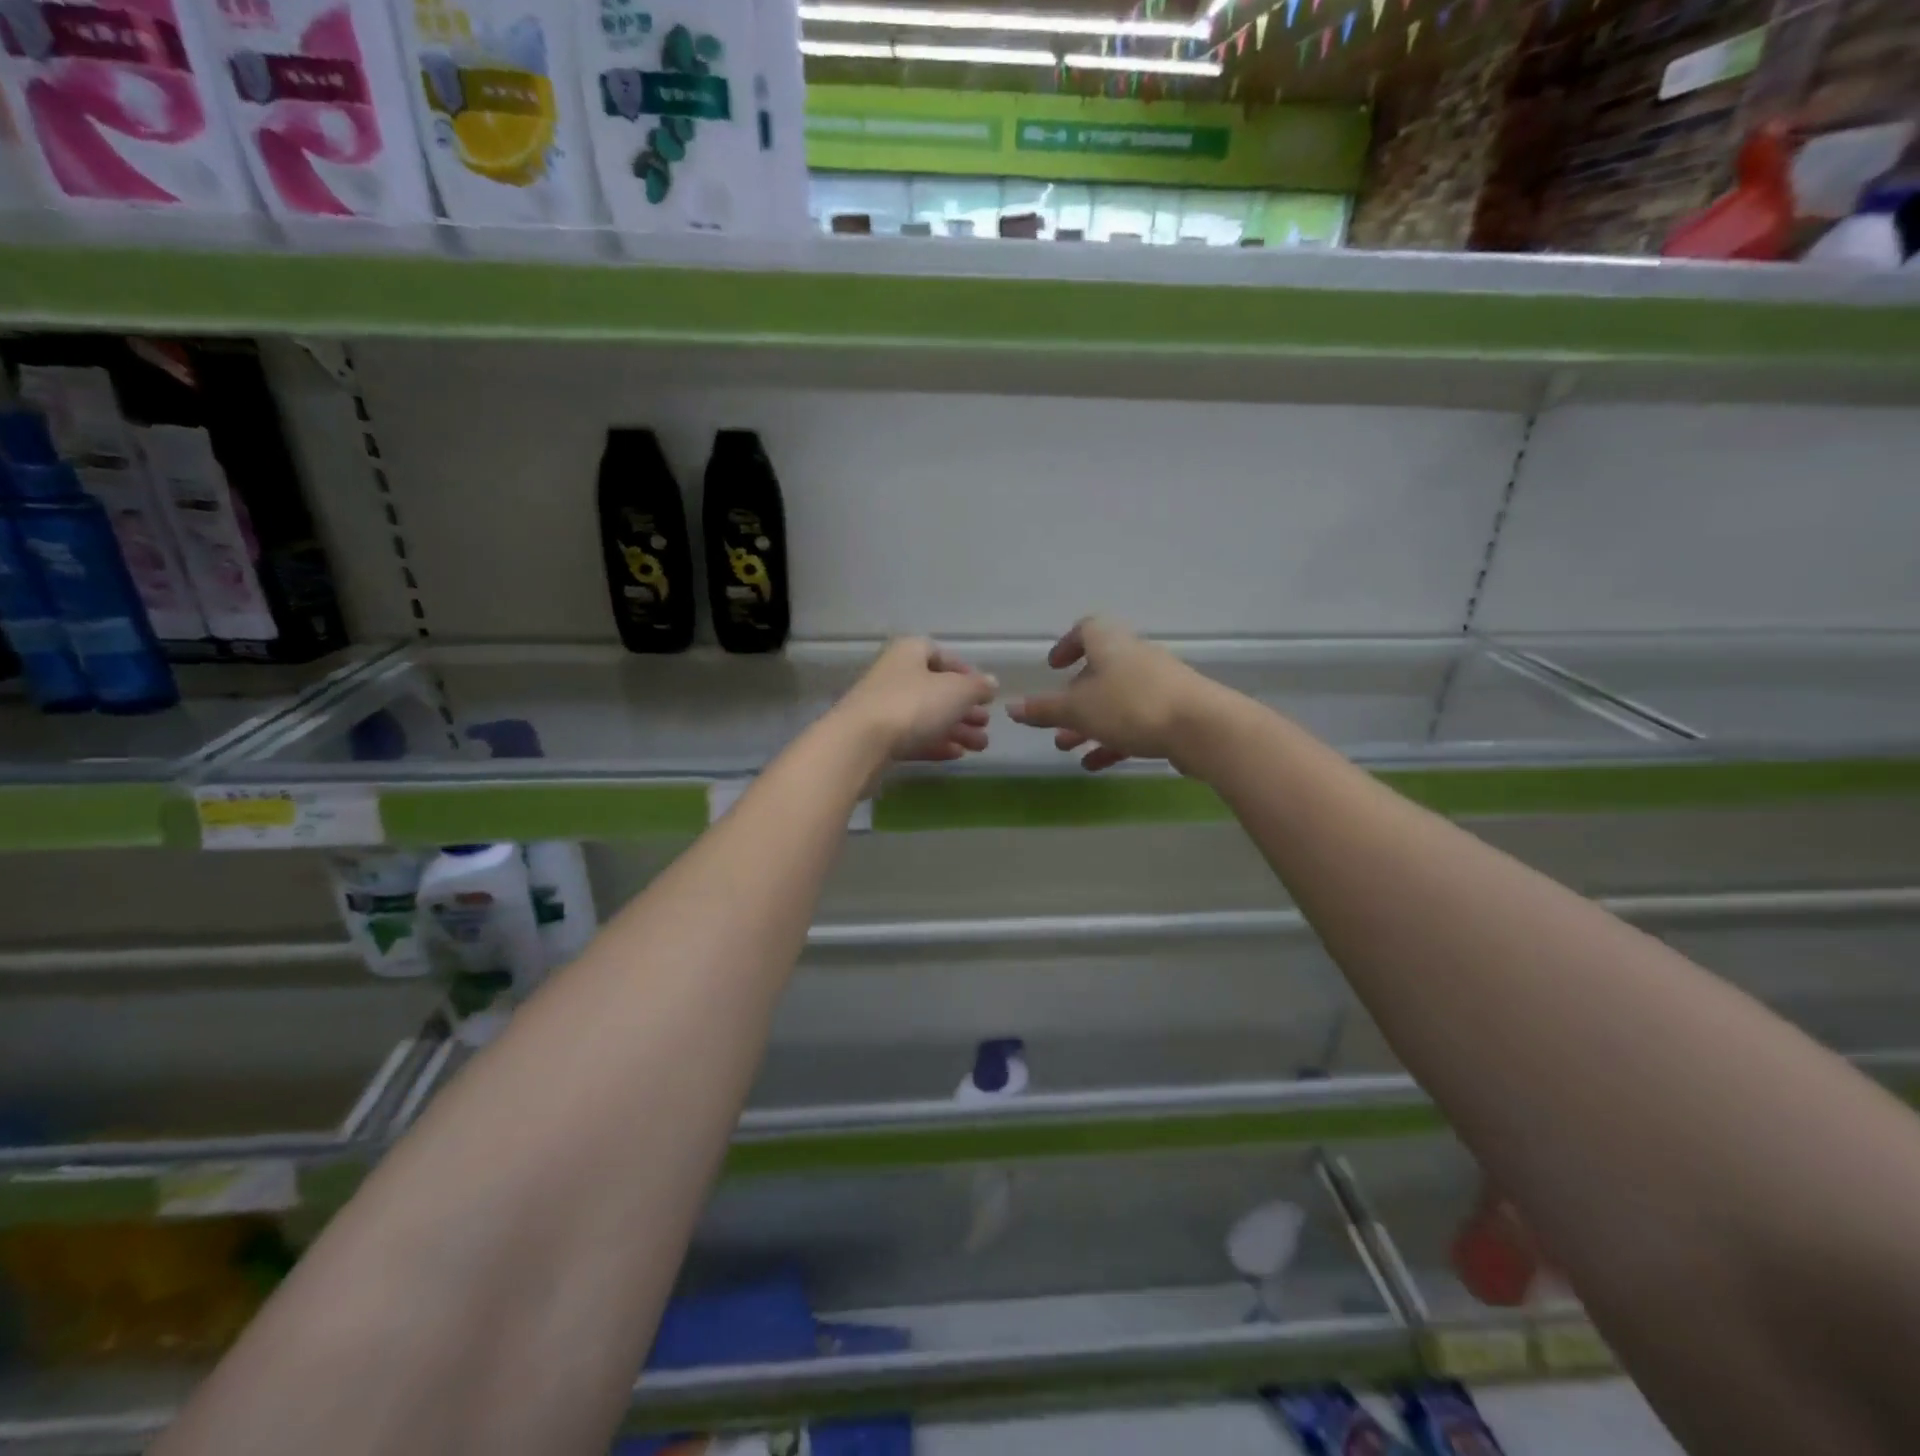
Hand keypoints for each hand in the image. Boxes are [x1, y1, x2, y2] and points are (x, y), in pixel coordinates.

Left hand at [834, 638, 996, 763]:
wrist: (860, 744)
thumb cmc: (912, 705)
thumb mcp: (956, 691)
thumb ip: (977, 686)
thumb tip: (991, 682)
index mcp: (909, 653)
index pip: (941, 655)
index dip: (966, 672)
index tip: (985, 693)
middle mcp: (895, 675)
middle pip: (935, 689)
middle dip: (964, 707)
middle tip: (986, 724)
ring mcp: (884, 708)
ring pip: (927, 716)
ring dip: (956, 729)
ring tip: (981, 746)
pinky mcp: (878, 738)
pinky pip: (913, 737)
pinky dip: (936, 744)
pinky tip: (957, 755)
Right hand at [1007, 617, 1215, 770]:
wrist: (1202, 727)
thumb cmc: (1131, 706)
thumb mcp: (1078, 709)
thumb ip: (1044, 710)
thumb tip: (1011, 707)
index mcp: (1110, 644)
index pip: (1086, 629)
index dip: (1067, 645)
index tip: (1054, 666)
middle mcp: (1135, 657)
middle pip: (1099, 671)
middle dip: (1074, 698)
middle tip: (1055, 721)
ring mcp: (1158, 684)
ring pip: (1115, 701)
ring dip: (1090, 723)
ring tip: (1068, 748)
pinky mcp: (1175, 711)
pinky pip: (1136, 722)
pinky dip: (1114, 740)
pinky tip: (1096, 765)